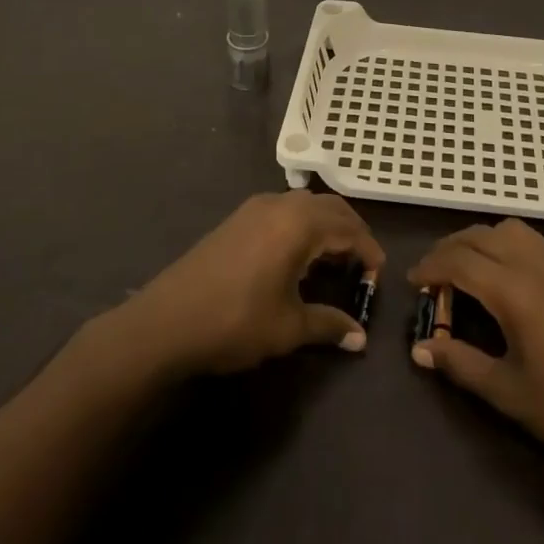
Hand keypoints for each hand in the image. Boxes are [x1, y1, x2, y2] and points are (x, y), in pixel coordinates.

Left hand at [118, 192, 384, 376]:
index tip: (377, 276)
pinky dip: (302, 225)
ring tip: (332, 261)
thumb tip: (360, 339)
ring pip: (306, 205)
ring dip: (326, 226)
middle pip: (330, 208)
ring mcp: (256, 207)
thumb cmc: (235, 321)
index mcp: (300, 223)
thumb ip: (328, 325)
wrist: (166, 321)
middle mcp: (281, 205)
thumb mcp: (288, 328)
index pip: (349, 227)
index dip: (368, 250)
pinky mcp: (238, 218)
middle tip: (361, 265)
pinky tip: (297, 257)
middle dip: (351, 232)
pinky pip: (284, 210)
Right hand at [408, 219, 543, 475]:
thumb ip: (461, 364)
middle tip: (433, 276)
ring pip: (510, 229)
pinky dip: (509, 245)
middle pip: (481, 235)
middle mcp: (536, 264)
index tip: (413, 282)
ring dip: (481, 240)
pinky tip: (508, 277)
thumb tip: (420, 349)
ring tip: (468, 270)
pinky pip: (534, 240)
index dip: (431, 267)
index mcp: (515, 291)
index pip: (460, 261)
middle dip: (450, 248)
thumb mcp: (508, 393)